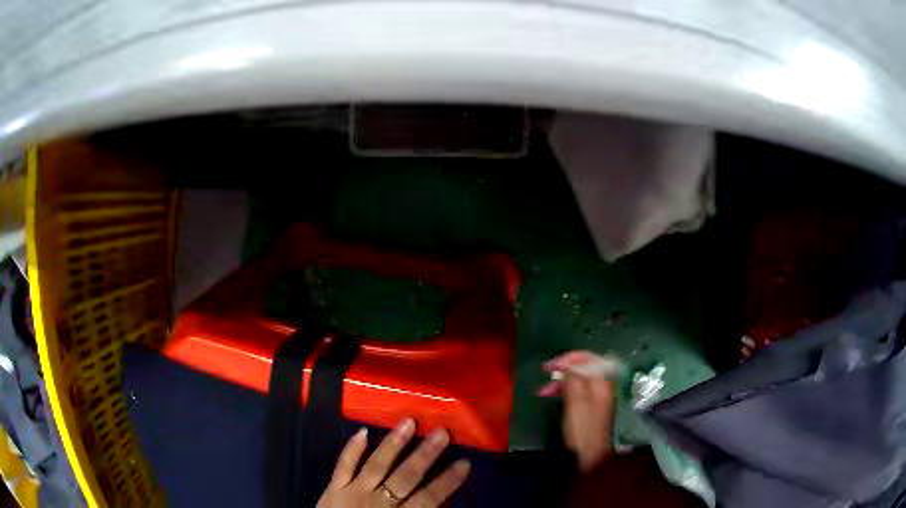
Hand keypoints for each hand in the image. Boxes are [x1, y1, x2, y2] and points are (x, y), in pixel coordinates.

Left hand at [317, 419, 470, 506]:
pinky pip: (343, 466)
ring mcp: (354, 491)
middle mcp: (378, 501)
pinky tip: (362, 431)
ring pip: (377, 465)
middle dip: (425, 455)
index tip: (464, 463)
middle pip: (405, 476)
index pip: (428, 498)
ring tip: (408, 422)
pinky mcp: (334, 487)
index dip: (447, 482)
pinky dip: (351, 449)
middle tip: (442, 432)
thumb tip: (439, 505)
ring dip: (393, 443)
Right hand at [539, 351, 616, 472]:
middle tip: (545, 370)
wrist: (590, 454)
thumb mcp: (575, 403)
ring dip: (561, 381)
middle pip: (584, 368)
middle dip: (564, 368)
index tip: (552, 364)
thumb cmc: (582, 429)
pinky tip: (550, 395)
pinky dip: (564, 391)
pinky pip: (578, 390)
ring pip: (579, 380)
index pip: (589, 359)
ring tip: (543, 389)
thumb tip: (568, 361)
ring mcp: (597, 396)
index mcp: (602, 383)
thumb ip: (573, 380)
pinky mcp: (590, 406)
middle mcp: (602, 386)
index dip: (570, 357)